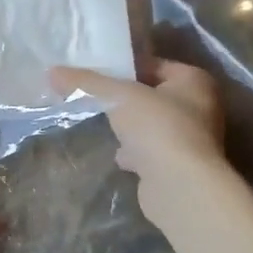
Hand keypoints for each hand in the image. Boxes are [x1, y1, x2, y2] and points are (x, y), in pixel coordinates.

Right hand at [51, 59, 228, 222]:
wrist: (180, 187)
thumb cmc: (157, 128)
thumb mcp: (117, 97)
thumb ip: (86, 83)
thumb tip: (52, 72)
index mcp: (194, 81)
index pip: (154, 64)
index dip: (125, 67)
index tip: (96, 72)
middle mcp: (200, 107)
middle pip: (152, 95)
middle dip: (125, 99)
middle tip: (94, 97)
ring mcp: (192, 140)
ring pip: (152, 125)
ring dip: (130, 127)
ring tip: (103, 125)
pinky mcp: (180, 167)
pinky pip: (153, 151)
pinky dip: (136, 152)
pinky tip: (118, 156)